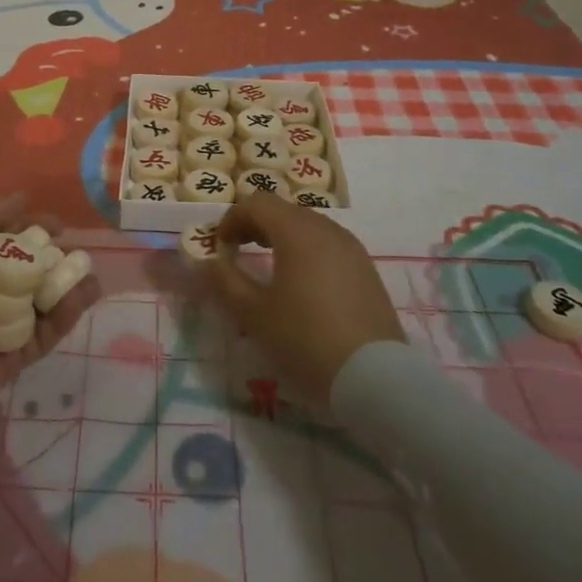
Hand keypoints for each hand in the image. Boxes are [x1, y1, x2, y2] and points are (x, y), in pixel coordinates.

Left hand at [0, 194, 100, 443]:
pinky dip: (65, 315)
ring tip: (91, 274)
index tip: (60, 226)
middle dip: (55, 259)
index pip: (6, 239)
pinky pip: (45, 333)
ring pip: (42, 301)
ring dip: (68, 286)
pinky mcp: (13, 358)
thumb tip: (23, 197)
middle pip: (28, 270)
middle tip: (80, 252)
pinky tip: (84, 295)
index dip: (33, 228)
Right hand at [206, 192, 403, 401]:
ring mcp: (351, 248)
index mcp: (297, 231)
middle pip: (283, 210)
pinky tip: (303, 287)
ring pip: (308, 226)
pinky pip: (328, 245)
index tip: (220, 249)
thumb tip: (205, 262)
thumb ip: (225, 282)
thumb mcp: (254, 315)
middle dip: (255, 226)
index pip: (257, 203)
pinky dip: (307, 252)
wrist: (376, 379)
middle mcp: (326, 228)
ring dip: (282, 238)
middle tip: (239, 254)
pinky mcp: (366, 269)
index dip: (232, 219)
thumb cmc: (306, 341)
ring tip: (270, 270)